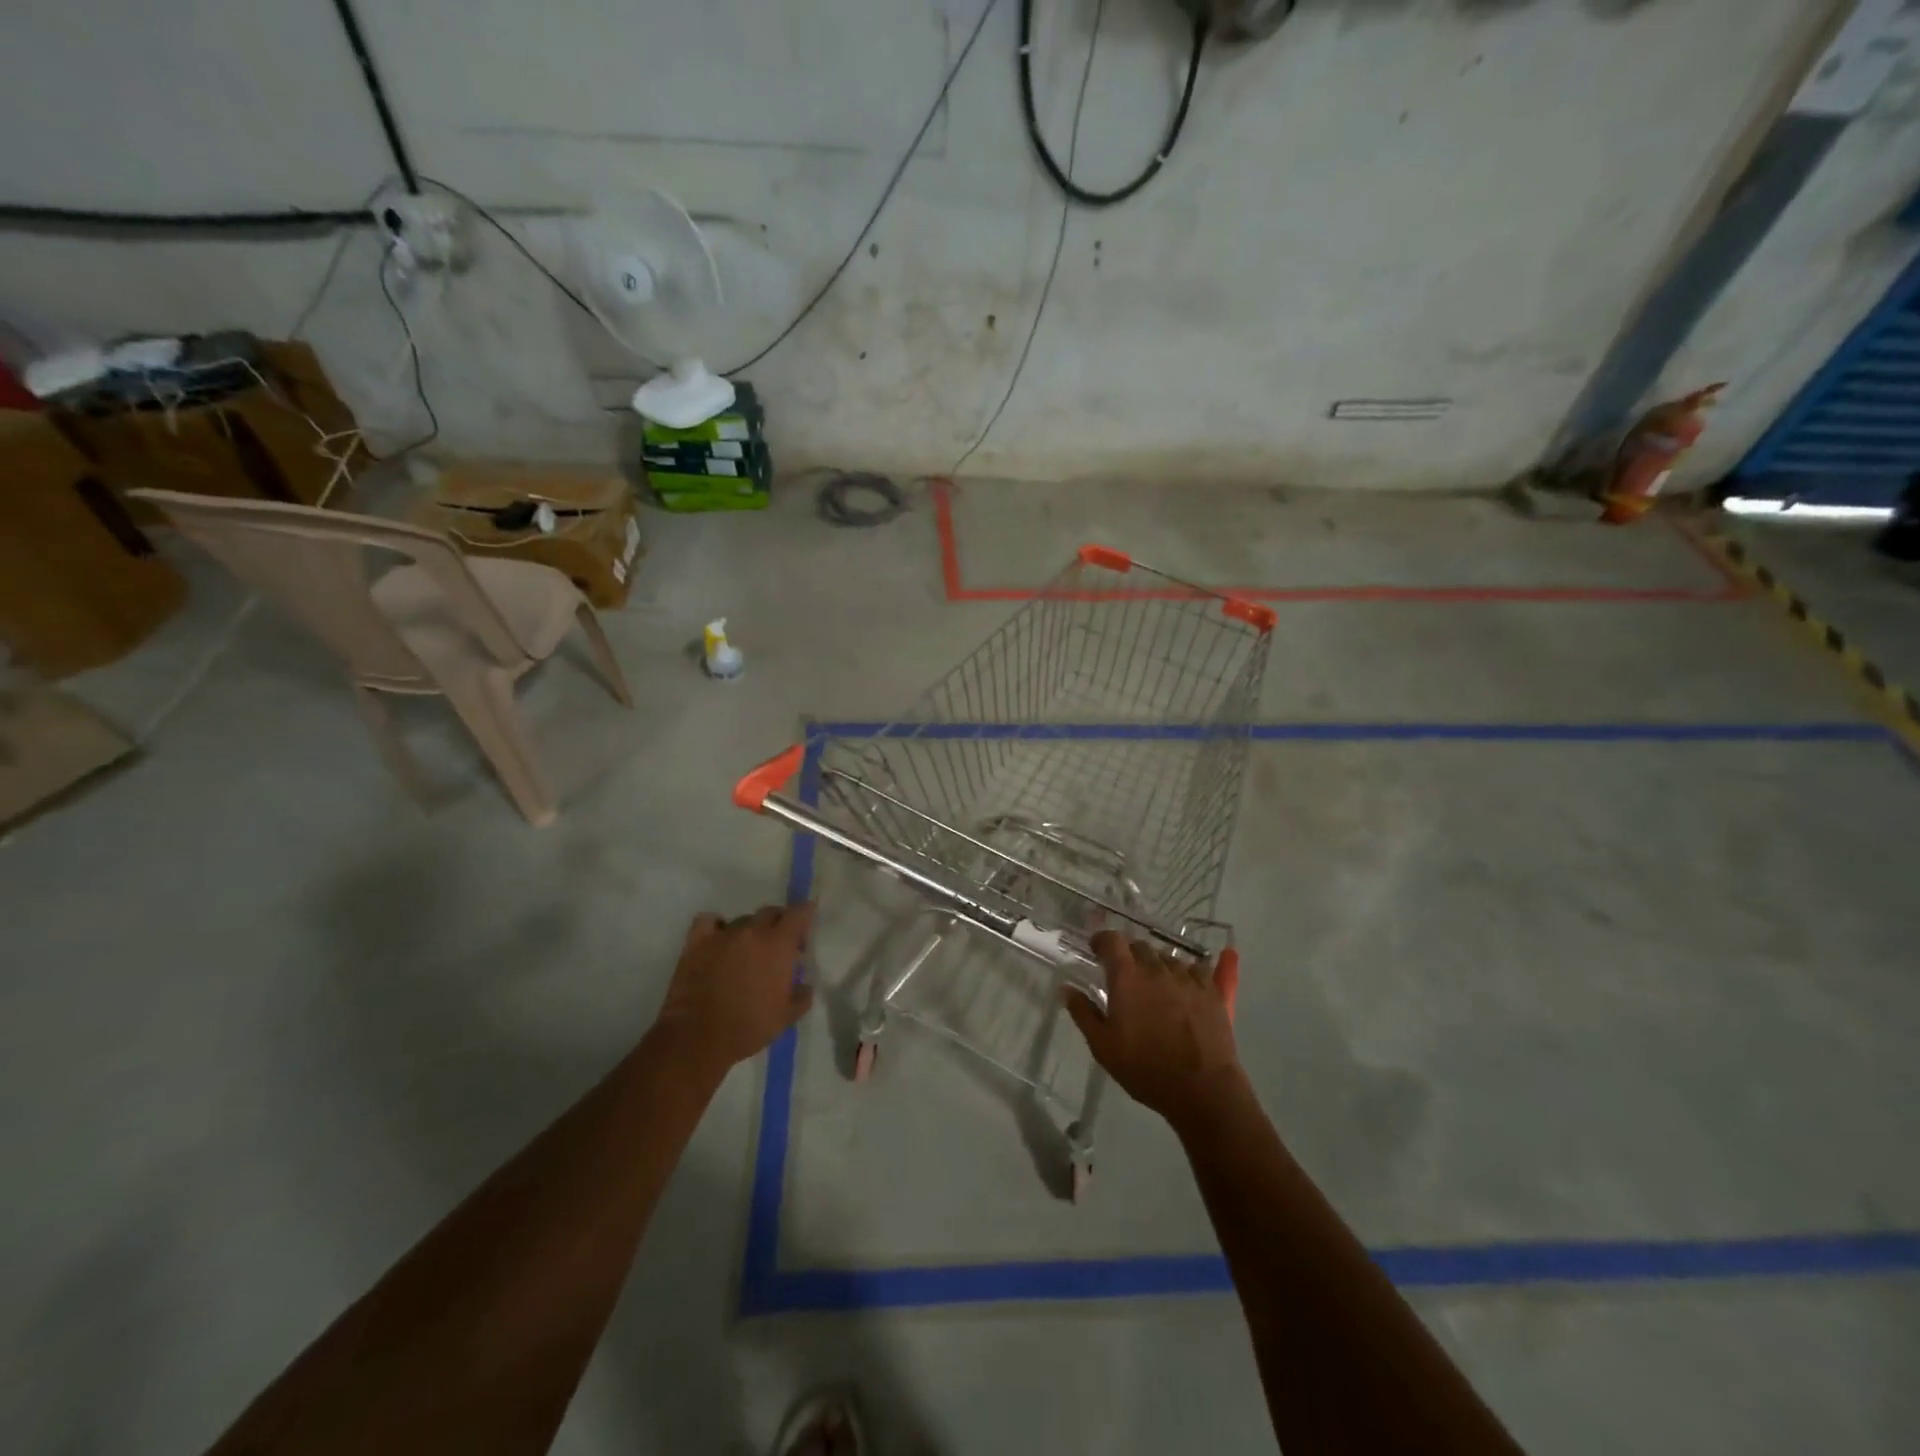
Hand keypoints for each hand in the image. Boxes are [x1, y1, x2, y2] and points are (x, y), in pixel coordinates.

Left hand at [650, 904, 815, 1079]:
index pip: (799, 913)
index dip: (805, 914)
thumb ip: (802, 995)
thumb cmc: (749, 1027)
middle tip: (778, 947)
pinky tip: (718, 941)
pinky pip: (708, 921)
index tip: (805, 927)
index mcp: (778, 945)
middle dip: (779, 924)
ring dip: (750, 932)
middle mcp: (752, 931)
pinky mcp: (696, 943)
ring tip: (746, 953)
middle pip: (770, 912)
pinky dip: (716, 926)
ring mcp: (722, 935)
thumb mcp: (787, 1017)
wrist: (700, 1038)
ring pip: (742, 920)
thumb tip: (804, 985)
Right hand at [1064, 931, 1245, 1131]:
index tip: (1097, 950)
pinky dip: (1185, 974)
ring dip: (1156, 965)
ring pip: (1167, 958)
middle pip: (1140, 946)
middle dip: (1129, 955)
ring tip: (1155, 986)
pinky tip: (1185, 989)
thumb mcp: (1103, 1047)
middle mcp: (1156, 969)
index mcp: (1127, 978)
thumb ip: (1083, 1013)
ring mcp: (1187, 977)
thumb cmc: (1145, 1069)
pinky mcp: (1211, 990)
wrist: (1202, 1089)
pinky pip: (1196, 969)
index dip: (1102, 940)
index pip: (1112, 940)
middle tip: (1125, 976)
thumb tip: (1066, 989)